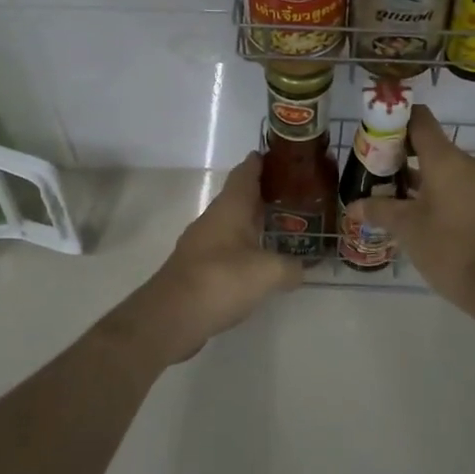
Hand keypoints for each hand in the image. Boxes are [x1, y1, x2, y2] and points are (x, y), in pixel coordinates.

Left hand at [120, 152, 301, 365]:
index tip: (283, 157)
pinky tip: (261, 262)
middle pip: (241, 197)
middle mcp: (214, 218)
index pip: (246, 172)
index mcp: (230, 207)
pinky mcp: (198, 268)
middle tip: (296, 195)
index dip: (263, 161)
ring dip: (255, 222)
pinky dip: (246, 248)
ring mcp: (203, 243)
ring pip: (234, 223)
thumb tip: (303, 269)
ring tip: (284, 228)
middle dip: (266, 194)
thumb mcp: (269, 273)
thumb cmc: (221, 280)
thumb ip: (291, 267)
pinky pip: (228, 248)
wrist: (171, 316)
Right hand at [345, 105, 474, 308]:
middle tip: (375, 169)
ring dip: (419, 176)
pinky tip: (418, 212)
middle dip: (401, 154)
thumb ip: (379, 210)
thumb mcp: (406, 228)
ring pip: (444, 167)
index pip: (420, 120)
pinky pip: (457, 185)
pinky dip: (437, 190)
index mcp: (446, 159)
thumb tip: (354, 206)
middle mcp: (467, 163)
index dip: (396, 120)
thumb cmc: (447, 248)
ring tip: (391, 194)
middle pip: (431, 144)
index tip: (375, 132)